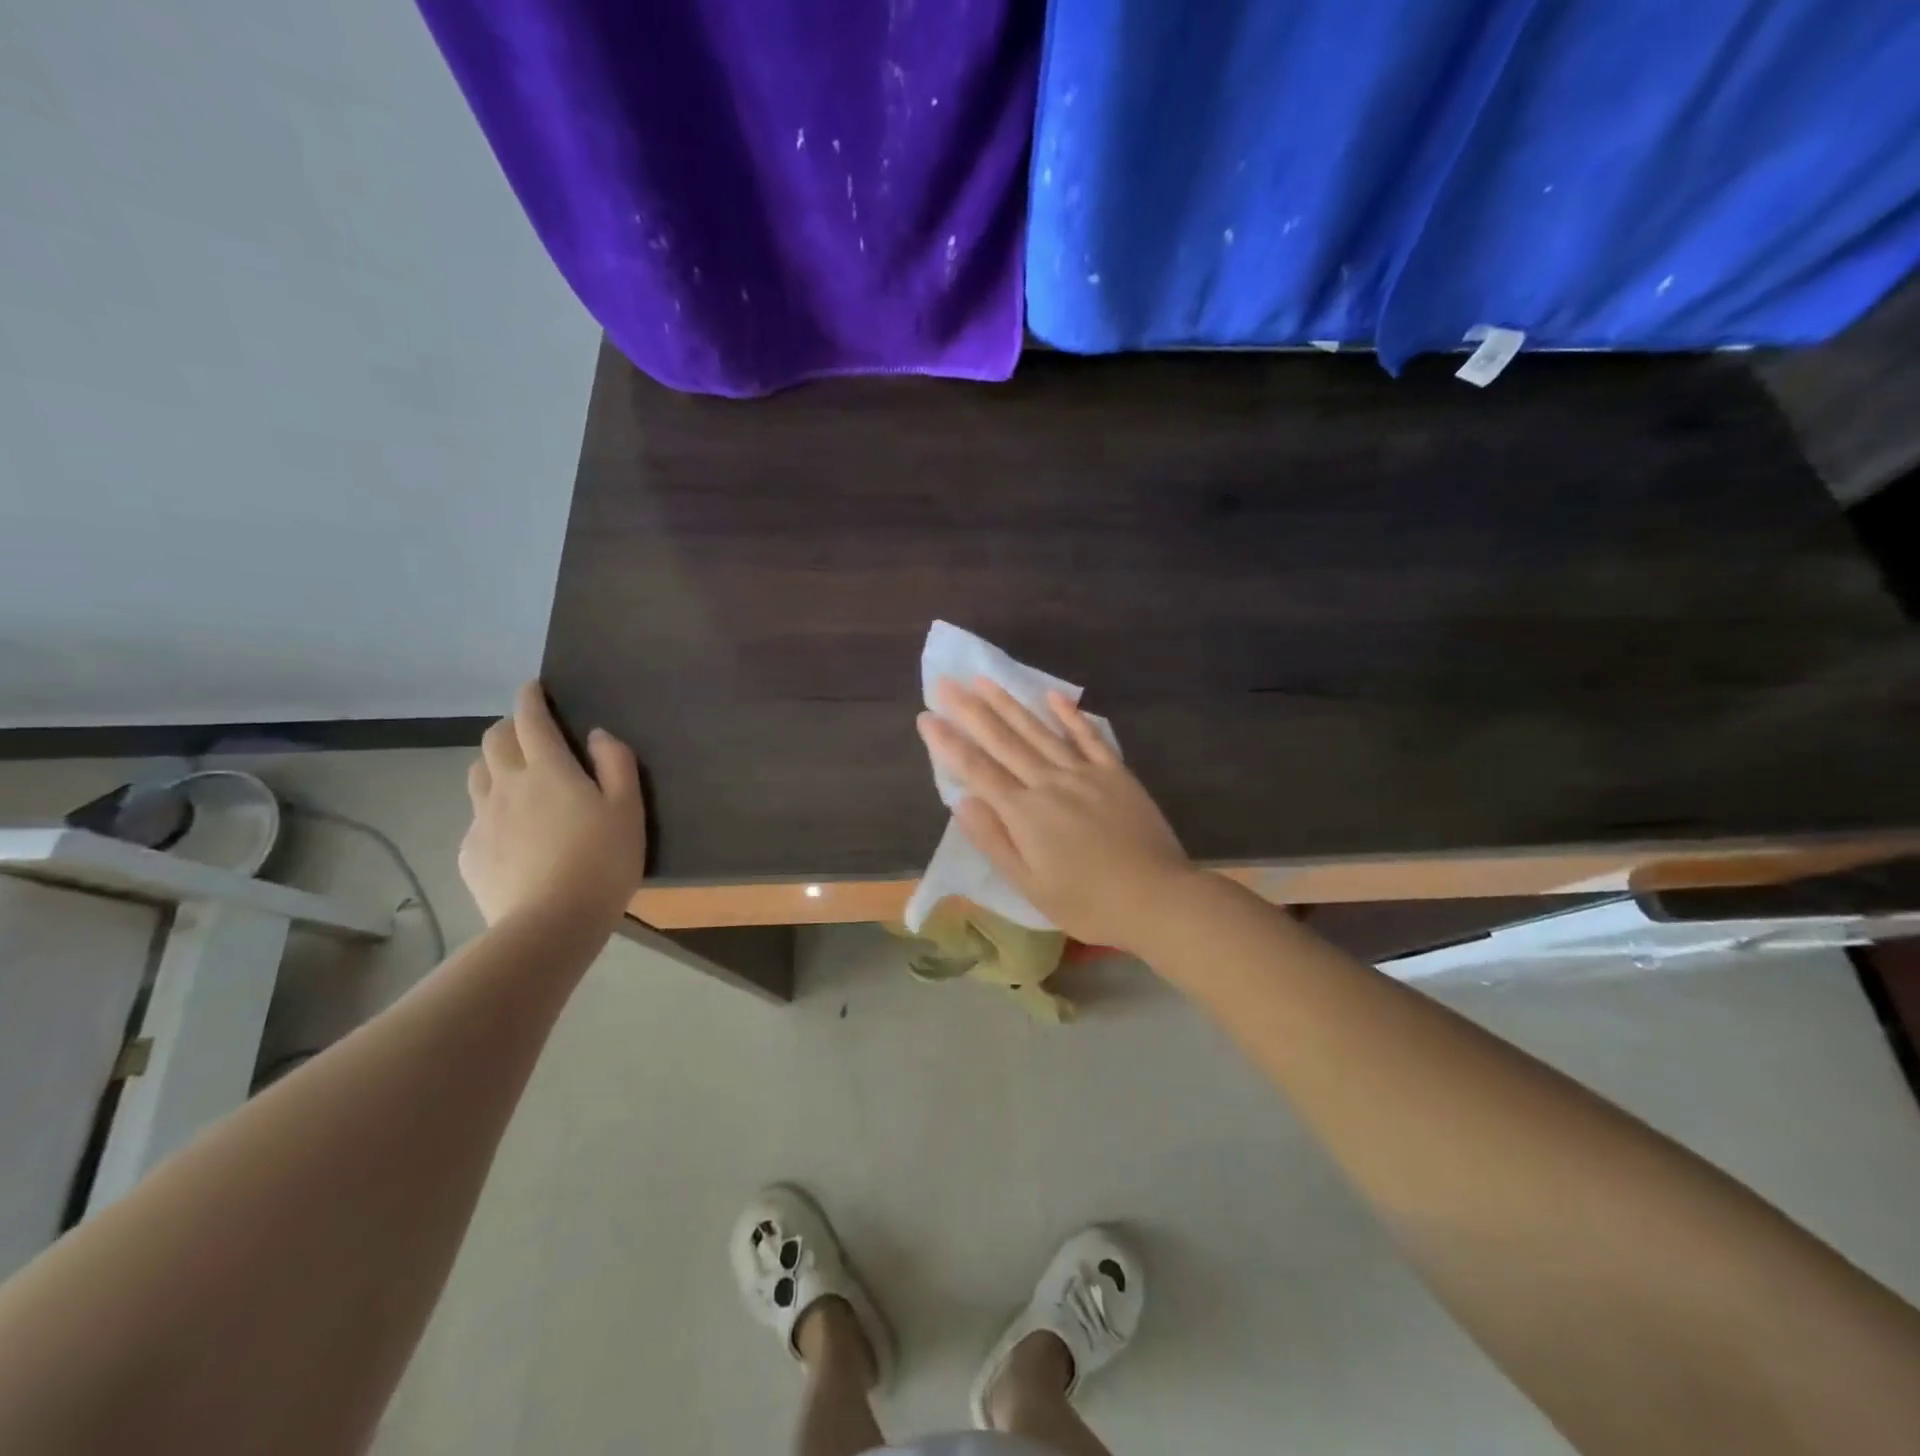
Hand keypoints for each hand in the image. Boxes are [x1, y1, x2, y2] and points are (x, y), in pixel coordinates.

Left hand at [459, 682, 646, 927]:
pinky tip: (511, 831)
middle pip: (494, 740)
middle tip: (529, 733)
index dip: (531, 698)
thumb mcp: (628, 810)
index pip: (531, 720)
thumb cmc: (601, 862)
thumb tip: (596, 735)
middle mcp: (507, 785)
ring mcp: (482, 819)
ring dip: (493, 763)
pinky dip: (491, 809)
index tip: (533, 687)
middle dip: (509, 727)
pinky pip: (476, 817)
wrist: (550, 924)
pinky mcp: (470, 852)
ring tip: (514, 776)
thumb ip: (616, 764)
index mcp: (548, 771)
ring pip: (477, 774)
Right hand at [917, 677, 1195, 954]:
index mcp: (1025, 813)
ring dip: (1010, 703)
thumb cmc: (1087, 902)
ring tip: (984, 679)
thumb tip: (961, 801)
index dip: (949, 743)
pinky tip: (1052, 695)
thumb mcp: (1029, 885)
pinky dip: (1069, 715)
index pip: (977, 770)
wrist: (1157, 898)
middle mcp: (1049, 782)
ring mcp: (1085, 773)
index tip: (926, 717)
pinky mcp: (1115, 773)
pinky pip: (1088, 736)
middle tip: (945, 681)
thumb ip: (994, 840)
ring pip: (1039, 730)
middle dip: (970, 710)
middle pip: (1003, 740)